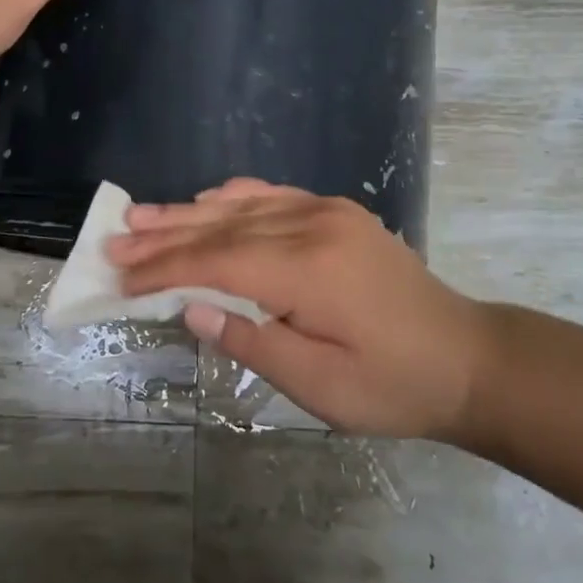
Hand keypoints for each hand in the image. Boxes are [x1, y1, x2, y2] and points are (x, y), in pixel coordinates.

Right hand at [106, 180, 499, 442]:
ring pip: (241, 206)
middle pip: (222, 227)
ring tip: (140, 216)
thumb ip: (252, 342)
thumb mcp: (320, 386)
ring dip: (188, 212)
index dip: (165, 270)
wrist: (468, 358)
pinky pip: (273, 195)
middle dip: (164, 236)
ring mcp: (327, 212)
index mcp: (309, 270)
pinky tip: (205, 199)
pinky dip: (232, 197)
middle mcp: (313, 226)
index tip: (122, 280)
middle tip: (114, 240)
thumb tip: (192, 308)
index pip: (218, 262)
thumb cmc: (393, 385)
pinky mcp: (337, 212)